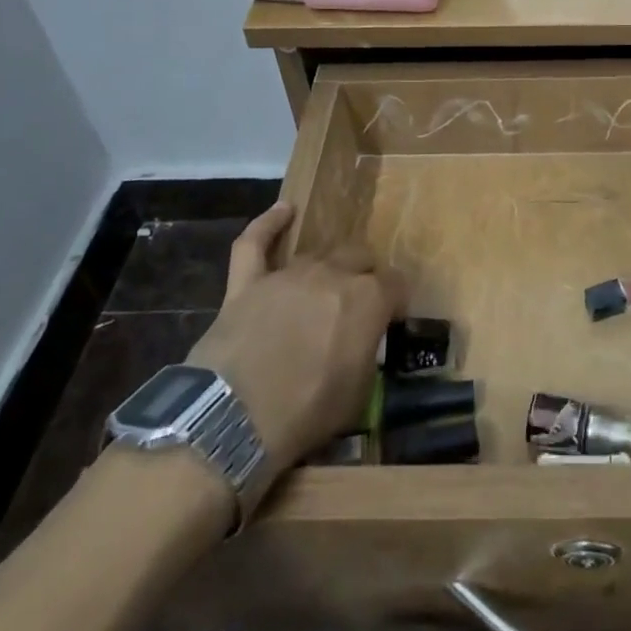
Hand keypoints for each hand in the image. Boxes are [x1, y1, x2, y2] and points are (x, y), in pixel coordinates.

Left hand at [184, 203, 404, 482]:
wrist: (234, 420)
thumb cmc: (306, 412)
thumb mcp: (359, 393)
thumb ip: (367, 353)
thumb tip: (363, 343)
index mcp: (367, 299)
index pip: (396, 285)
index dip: (396, 302)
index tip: (392, 320)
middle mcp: (332, 274)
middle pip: (359, 257)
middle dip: (365, 276)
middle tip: (357, 306)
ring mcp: (287, 274)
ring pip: (317, 255)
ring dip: (326, 269)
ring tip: (323, 290)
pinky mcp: (248, 283)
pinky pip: (255, 243)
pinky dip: (268, 224)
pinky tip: (283, 210)